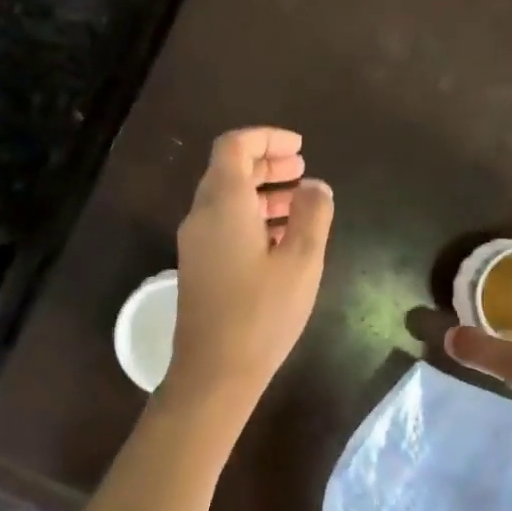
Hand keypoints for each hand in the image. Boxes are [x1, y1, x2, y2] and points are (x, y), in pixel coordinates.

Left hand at [167, 128, 334, 408]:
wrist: (214, 372)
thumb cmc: (262, 314)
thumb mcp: (301, 261)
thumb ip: (312, 215)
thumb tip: (315, 186)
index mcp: (223, 203)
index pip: (234, 146)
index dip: (266, 138)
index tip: (299, 147)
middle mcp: (201, 215)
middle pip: (228, 169)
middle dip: (266, 162)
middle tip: (302, 169)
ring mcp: (196, 242)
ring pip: (226, 198)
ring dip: (261, 190)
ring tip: (299, 201)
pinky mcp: (199, 265)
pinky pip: (223, 223)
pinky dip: (251, 215)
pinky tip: (280, 237)